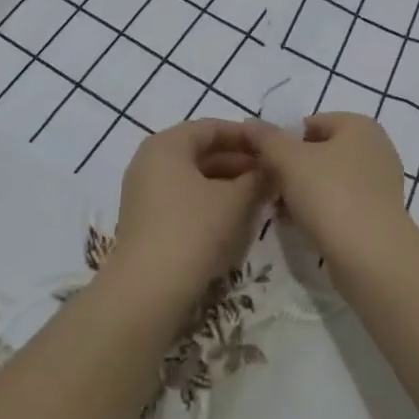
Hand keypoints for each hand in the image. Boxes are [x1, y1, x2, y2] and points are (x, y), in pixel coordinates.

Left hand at [108, 120, 269, 304]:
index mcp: (167, 144)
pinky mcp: (145, 220)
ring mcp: (144, 191)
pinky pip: (183, 197)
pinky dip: (209, 200)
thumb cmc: (193, 230)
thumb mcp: (235, 200)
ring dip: (226, 183)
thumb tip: (272, 168)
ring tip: (258, 195)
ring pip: (193, 177)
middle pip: (201, 151)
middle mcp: (150, 160)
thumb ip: (258, 178)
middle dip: (238, 161)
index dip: (246, 136)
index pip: (212, 128)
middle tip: (271, 174)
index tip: (273, 147)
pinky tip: (234, 216)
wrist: (147, 290)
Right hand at [242, 113, 410, 265]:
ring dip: (304, 192)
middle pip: (321, 152)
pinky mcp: (380, 214)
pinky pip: (342, 203)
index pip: (311, 123)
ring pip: (330, 180)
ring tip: (281, 212)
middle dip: (293, 169)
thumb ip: (267, 138)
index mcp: (360, 126)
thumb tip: (251, 123)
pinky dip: (322, 211)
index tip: (265, 165)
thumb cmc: (330, 194)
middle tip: (270, 190)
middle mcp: (376, 147)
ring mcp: (381, 183)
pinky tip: (302, 227)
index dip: (284, 142)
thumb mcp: (289, 160)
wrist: (371, 256)